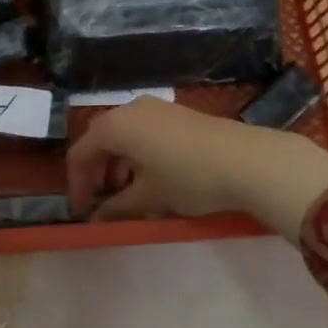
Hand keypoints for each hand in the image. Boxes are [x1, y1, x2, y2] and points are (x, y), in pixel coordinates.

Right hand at [65, 97, 327, 242]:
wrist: (250, 160)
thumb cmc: (189, 178)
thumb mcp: (149, 198)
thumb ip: (116, 208)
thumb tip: (96, 219)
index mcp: (115, 126)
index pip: (80, 153)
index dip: (77, 185)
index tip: (83, 212)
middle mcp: (131, 109)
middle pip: (100, 139)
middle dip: (97, 172)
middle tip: (102, 202)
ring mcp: (157, 108)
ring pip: (124, 135)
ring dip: (118, 165)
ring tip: (129, 194)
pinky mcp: (178, 114)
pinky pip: (144, 132)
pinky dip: (138, 155)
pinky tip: (153, 179)